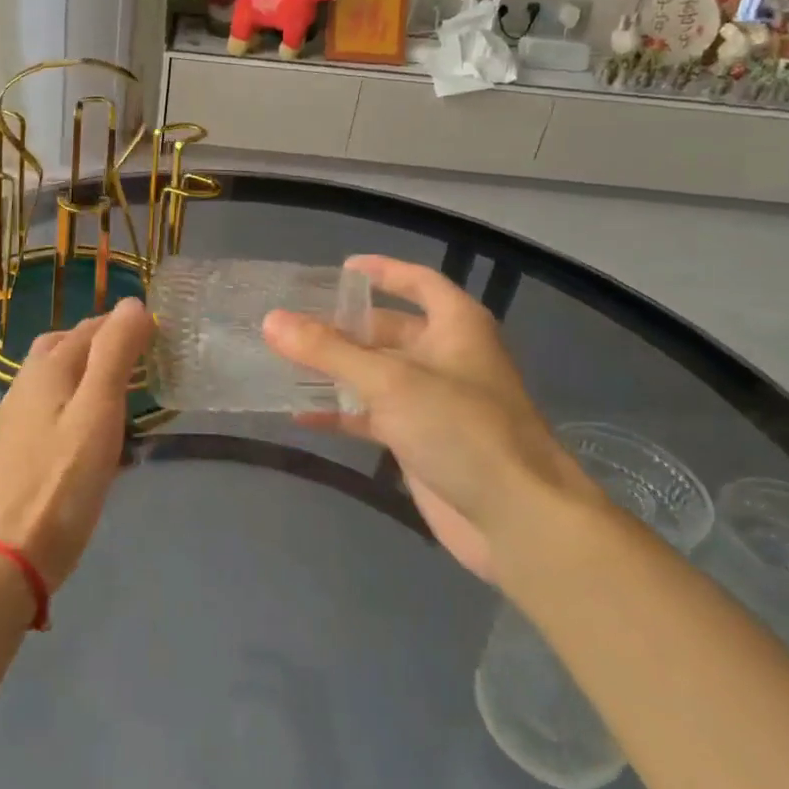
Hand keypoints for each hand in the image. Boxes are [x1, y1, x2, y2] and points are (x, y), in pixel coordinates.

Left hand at [0, 297, 152, 592]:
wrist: (11, 552)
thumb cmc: (62, 479)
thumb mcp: (98, 410)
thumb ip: (115, 353)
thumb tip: (133, 303)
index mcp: (47, 368)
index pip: (89, 328)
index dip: (123, 323)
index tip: (160, 331)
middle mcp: (28, 384)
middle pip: (66, 346)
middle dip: (102, 342)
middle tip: (142, 355)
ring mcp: (21, 418)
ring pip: (59, 378)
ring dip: (91, 371)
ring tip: (127, 387)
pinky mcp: (24, 448)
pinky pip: (56, 407)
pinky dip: (81, 400)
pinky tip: (99, 428)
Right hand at [263, 255, 591, 580]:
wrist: (517, 519)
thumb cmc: (461, 429)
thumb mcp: (390, 381)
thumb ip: (328, 351)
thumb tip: (271, 320)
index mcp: (456, 327)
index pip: (419, 282)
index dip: (384, 271)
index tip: (342, 269)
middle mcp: (446, 357)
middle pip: (388, 330)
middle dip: (343, 327)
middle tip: (292, 323)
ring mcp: (433, 401)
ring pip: (376, 374)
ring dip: (335, 370)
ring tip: (284, 360)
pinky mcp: (421, 441)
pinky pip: (372, 416)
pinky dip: (341, 413)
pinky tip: (301, 414)